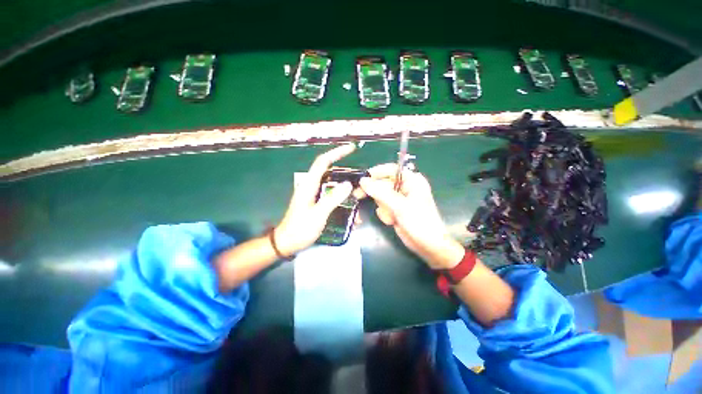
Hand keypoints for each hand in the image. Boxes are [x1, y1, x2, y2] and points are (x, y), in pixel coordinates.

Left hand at [274, 144, 357, 255]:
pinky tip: (351, 212)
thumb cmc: (300, 229)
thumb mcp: (318, 215)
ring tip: (358, 200)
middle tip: (360, 181)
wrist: (287, 243)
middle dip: (346, 174)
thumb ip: (332, 199)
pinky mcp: (317, 202)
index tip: (351, 148)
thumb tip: (348, 184)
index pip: (323, 162)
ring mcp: (315, 194)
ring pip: (334, 185)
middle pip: (331, 172)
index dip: (337, 153)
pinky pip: (333, 196)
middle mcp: (312, 186)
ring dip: (346, 191)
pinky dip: (343, 200)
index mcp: (309, 184)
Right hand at [359, 164, 463, 268]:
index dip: (376, 172)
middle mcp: (405, 187)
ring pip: (381, 196)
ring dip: (383, 207)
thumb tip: (363, 181)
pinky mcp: (395, 209)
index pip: (391, 169)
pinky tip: (393, 221)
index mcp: (412, 180)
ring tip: (392, 216)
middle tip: (358, 195)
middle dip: (375, 193)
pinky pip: (383, 207)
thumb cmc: (419, 222)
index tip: (362, 178)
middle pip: (383, 183)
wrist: (427, 246)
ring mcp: (399, 199)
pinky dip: (385, 214)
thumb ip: (380, 192)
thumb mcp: (400, 206)